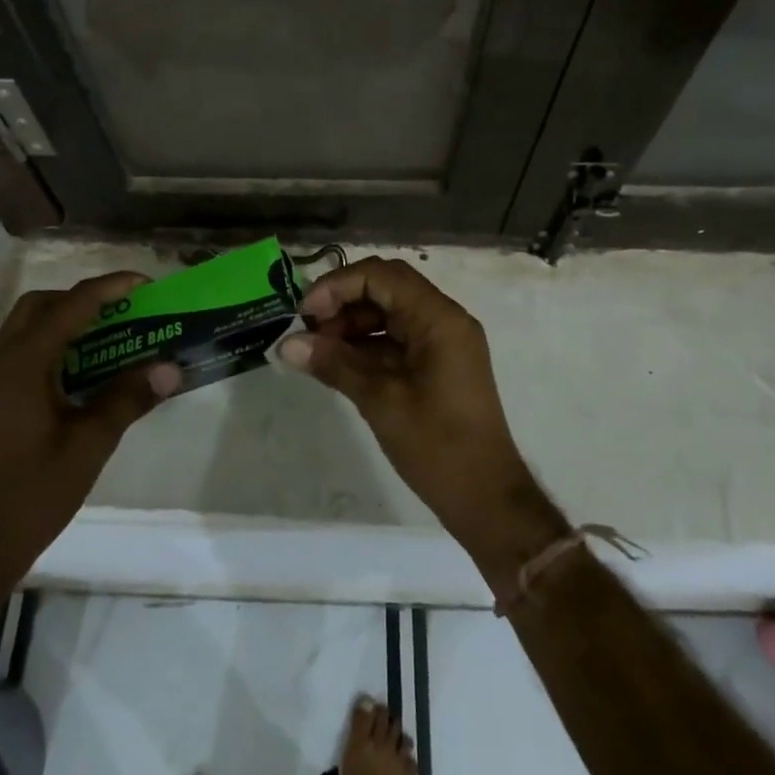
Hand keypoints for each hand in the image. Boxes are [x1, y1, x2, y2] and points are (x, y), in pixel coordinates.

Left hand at [0, 272, 179, 597]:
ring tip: (110, 334)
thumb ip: (128, 399)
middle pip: (41, 305)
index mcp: (21, 365)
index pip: (69, 306)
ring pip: (28, 326)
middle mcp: (0, 362)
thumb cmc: (32, 494)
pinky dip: (55, 343)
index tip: (145, 284)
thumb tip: (171, 368)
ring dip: (67, 319)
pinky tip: (84, 370)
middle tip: (123, 310)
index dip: (109, 288)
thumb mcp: (89, 445)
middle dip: (83, 298)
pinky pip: (24, 350)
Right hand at [277, 257, 568, 577]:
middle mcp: (444, 319)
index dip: (338, 286)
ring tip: (317, 349)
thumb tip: (287, 344)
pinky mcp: (437, 362)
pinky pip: (397, 337)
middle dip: (343, 302)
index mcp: (439, 318)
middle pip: (386, 287)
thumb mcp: (380, 401)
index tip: (305, 313)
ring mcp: (442, 341)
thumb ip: (335, 364)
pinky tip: (337, 363)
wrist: (486, 498)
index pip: (382, 276)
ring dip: (352, 323)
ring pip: (389, 311)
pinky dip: (366, 344)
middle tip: (308, 330)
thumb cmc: (438, 446)